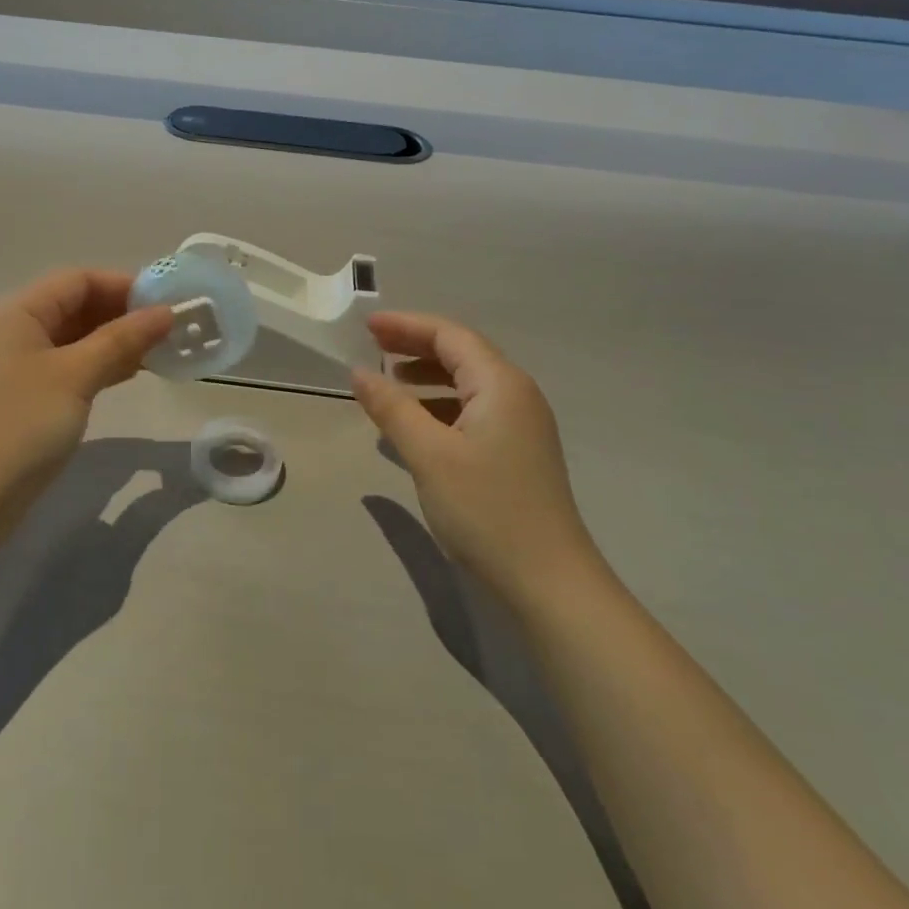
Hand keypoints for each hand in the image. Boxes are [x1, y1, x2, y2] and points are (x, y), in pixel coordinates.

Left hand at [0, 270, 171, 529]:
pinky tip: (130, 373)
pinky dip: (97, 365)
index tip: (167, 302)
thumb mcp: (75, 376)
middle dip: (122, 313)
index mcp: (17, 311)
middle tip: (170, 328)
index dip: (124, 285)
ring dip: (114, 341)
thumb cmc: (20, 426)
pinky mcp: (21, 396)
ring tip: (160, 350)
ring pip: (73, 338)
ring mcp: (14, 365)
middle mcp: (12, 329)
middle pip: (75, 305)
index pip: (78, 280)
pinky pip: (66, 366)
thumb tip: (166, 313)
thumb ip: (122, 339)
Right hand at [352, 312, 599, 604]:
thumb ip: (392, 407)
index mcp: (500, 384)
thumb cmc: (486, 510)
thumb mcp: (429, 455)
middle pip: (461, 354)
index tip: (366, 325)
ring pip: (467, 384)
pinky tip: (415, 427)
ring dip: (427, 377)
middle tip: (372, 346)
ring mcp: (521, 425)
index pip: (450, 336)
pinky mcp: (518, 453)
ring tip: (388, 383)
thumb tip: (359, 371)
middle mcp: (516, 395)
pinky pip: (473, 412)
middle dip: (415, 346)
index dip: (406, 325)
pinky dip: (440, 408)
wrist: (549, 583)